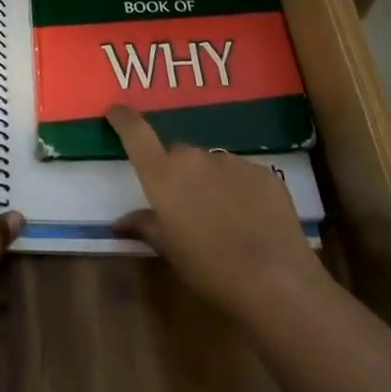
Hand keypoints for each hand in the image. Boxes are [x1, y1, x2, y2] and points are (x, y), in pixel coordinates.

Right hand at [109, 106, 325, 322]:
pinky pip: (242, 176)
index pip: (136, 133)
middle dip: (178, 174)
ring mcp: (232, 161)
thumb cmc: (209, 269)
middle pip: (178, 155)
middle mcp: (195, 158)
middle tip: (185, 206)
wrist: (275, 280)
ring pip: (212, 165)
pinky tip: (251, 221)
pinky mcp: (264, 173)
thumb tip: (121, 221)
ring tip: (223, 219)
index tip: (116, 111)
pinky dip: (240, 191)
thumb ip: (145, 226)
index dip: (124, 119)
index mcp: (163, 175)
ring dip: (210, 183)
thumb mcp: (170, 252)